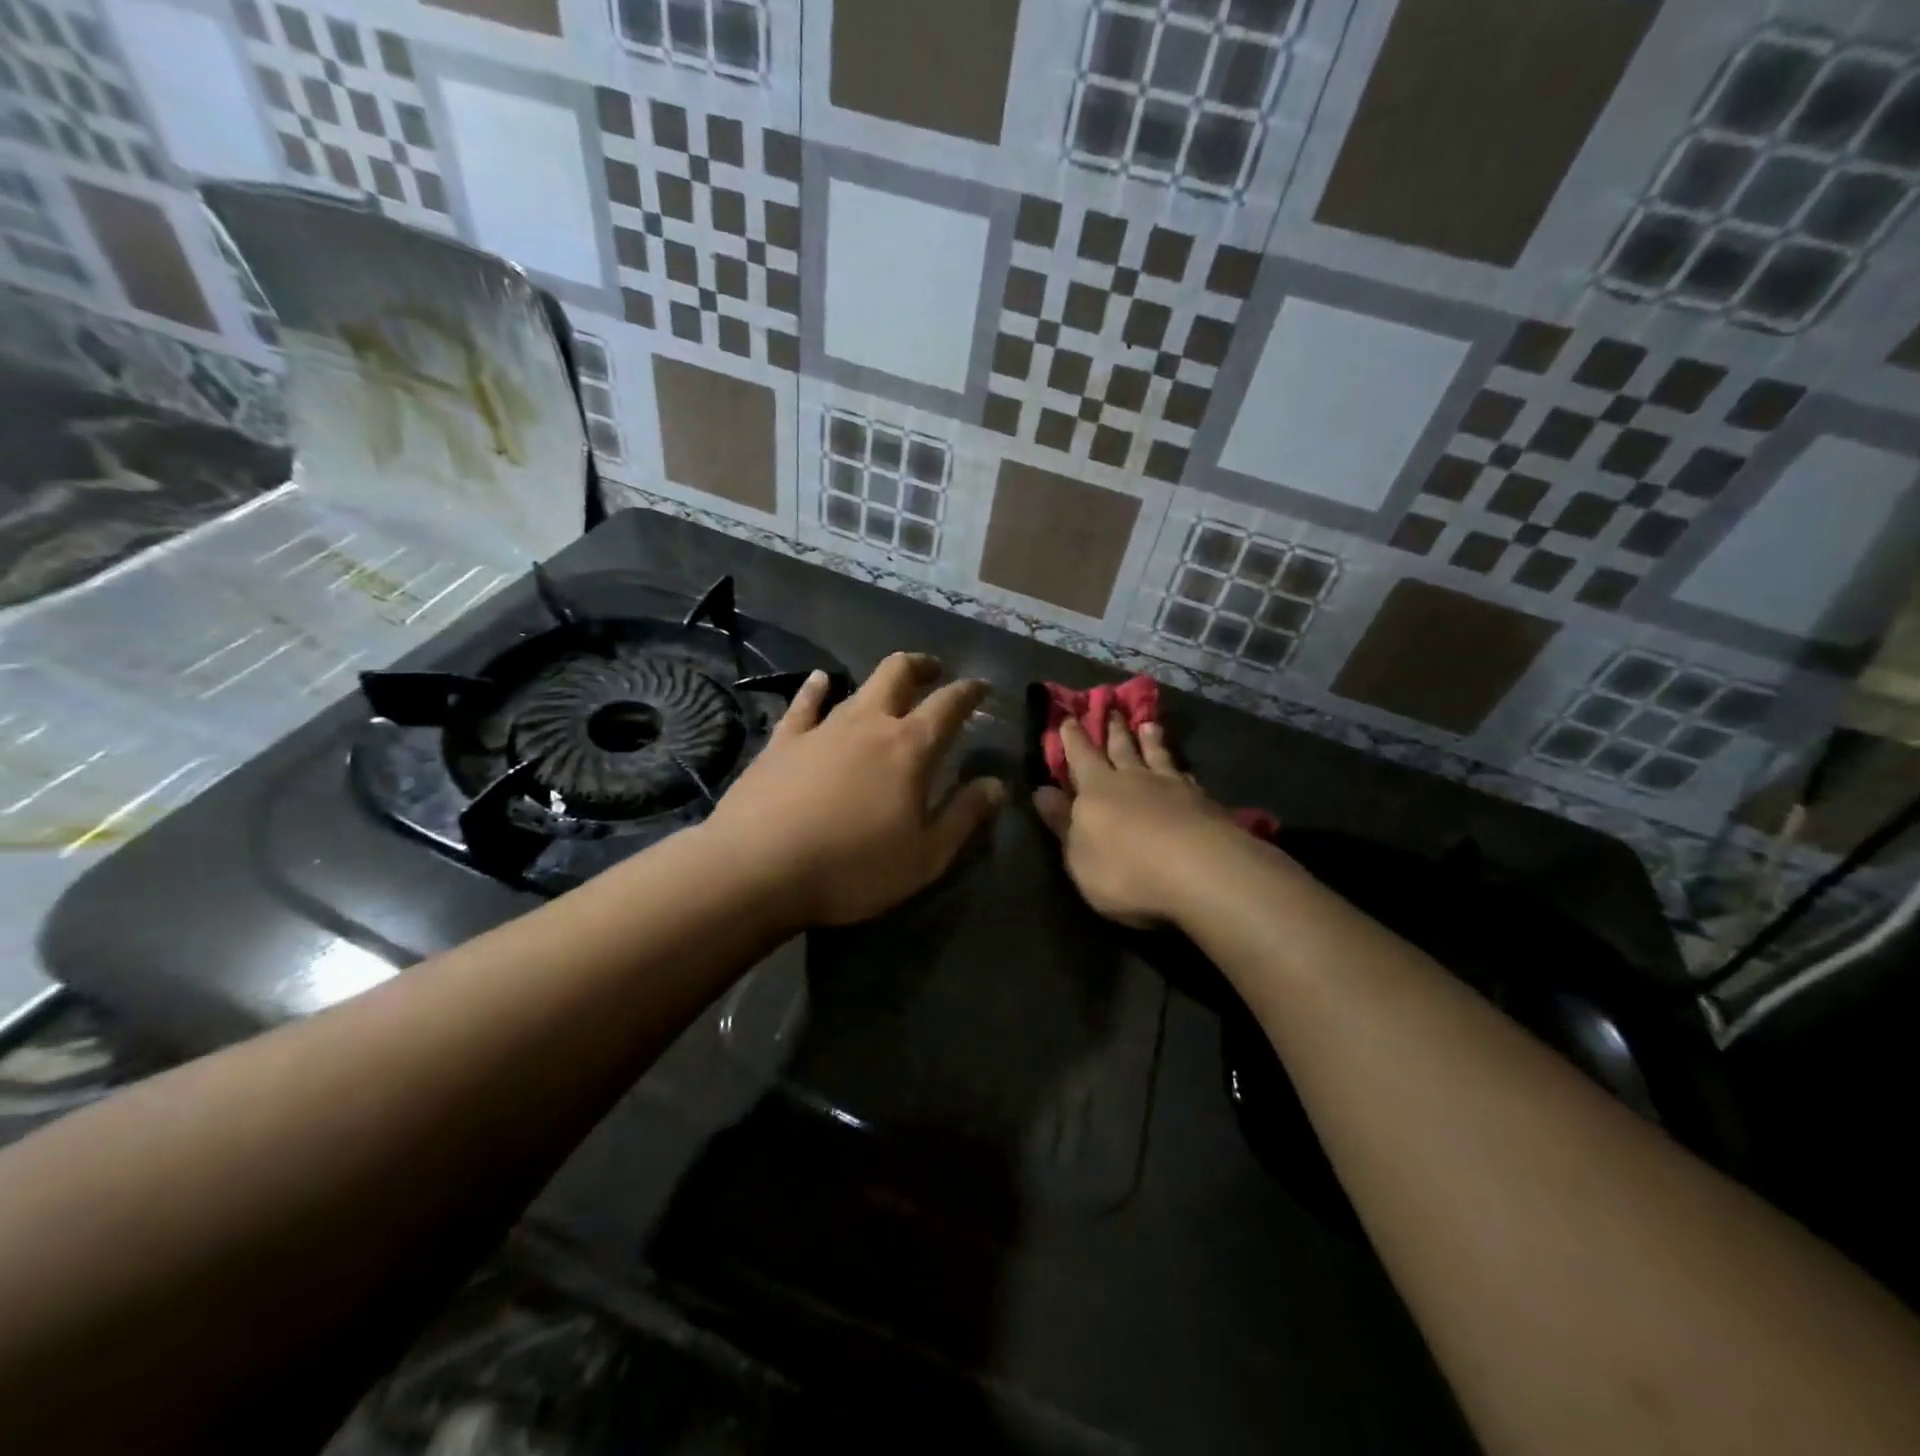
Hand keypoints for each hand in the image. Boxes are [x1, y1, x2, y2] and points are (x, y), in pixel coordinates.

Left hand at [702, 653, 1004, 928]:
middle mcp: (868, 724)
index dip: (969, 692)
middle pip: (898, 673)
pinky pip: (803, 704)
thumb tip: (996, 784)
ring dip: (879, 681)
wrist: (757, 869)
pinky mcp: (782, 741)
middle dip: (922, 666)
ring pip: (856, 686)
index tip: (981, 686)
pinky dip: (816, 689)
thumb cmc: (852, 868)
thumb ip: (964, 817)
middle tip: (935, 671)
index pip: (949, 705)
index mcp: (909, 748)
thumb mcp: (924, 857)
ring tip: (890, 683)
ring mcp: (821, 728)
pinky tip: (819, 681)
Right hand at [1034, 716, 1241, 927]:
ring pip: (1157, 756)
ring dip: (1150, 740)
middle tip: (1111, 707)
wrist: (1199, 871)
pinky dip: (1180, 770)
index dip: (1073, 738)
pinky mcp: (1203, 802)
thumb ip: (1062, 823)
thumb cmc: (1124, 869)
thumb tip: (1041, 791)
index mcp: (1096, 789)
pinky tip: (1183, 770)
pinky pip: (1186, 777)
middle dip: (1113, 729)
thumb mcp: (1078, 855)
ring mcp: (1171, 787)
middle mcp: (1133, 778)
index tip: (1069, 717)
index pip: (1081, 756)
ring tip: (1149, 724)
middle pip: (1121, 748)